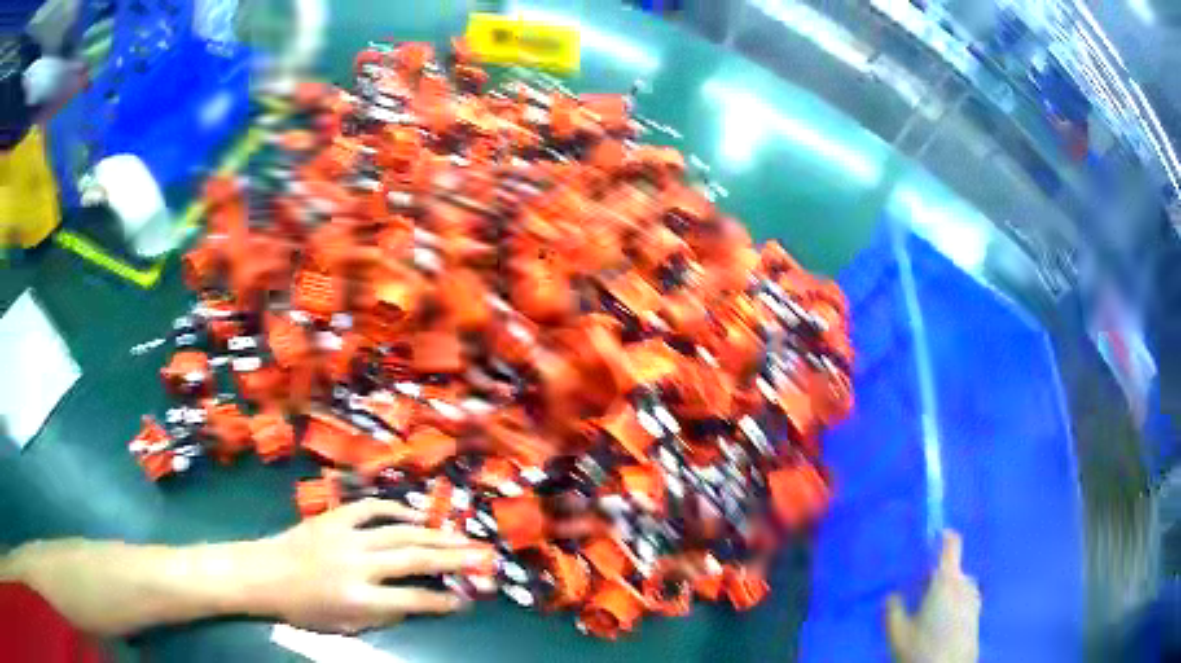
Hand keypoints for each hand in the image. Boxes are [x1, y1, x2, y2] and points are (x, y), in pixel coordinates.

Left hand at [251, 499, 494, 633]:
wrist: (263, 573)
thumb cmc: (303, 608)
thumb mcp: (344, 626)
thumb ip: (381, 616)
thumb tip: (413, 604)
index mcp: (358, 597)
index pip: (413, 599)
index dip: (444, 600)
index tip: (468, 598)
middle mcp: (356, 565)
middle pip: (413, 559)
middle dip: (453, 558)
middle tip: (483, 555)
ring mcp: (344, 536)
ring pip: (398, 530)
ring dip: (434, 533)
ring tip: (460, 535)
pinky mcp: (333, 517)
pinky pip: (370, 507)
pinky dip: (395, 509)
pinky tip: (415, 513)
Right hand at [885, 531, 980, 662]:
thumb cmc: (923, 649)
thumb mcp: (897, 633)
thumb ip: (893, 610)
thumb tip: (892, 594)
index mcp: (947, 580)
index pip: (951, 545)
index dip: (943, 536)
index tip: (933, 535)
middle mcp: (965, 584)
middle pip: (952, 570)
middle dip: (937, 577)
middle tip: (919, 593)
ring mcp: (974, 599)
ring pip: (959, 587)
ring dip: (947, 592)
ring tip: (929, 612)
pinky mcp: (977, 616)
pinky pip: (964, 601)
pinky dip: (954, 605)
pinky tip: (941, 625)